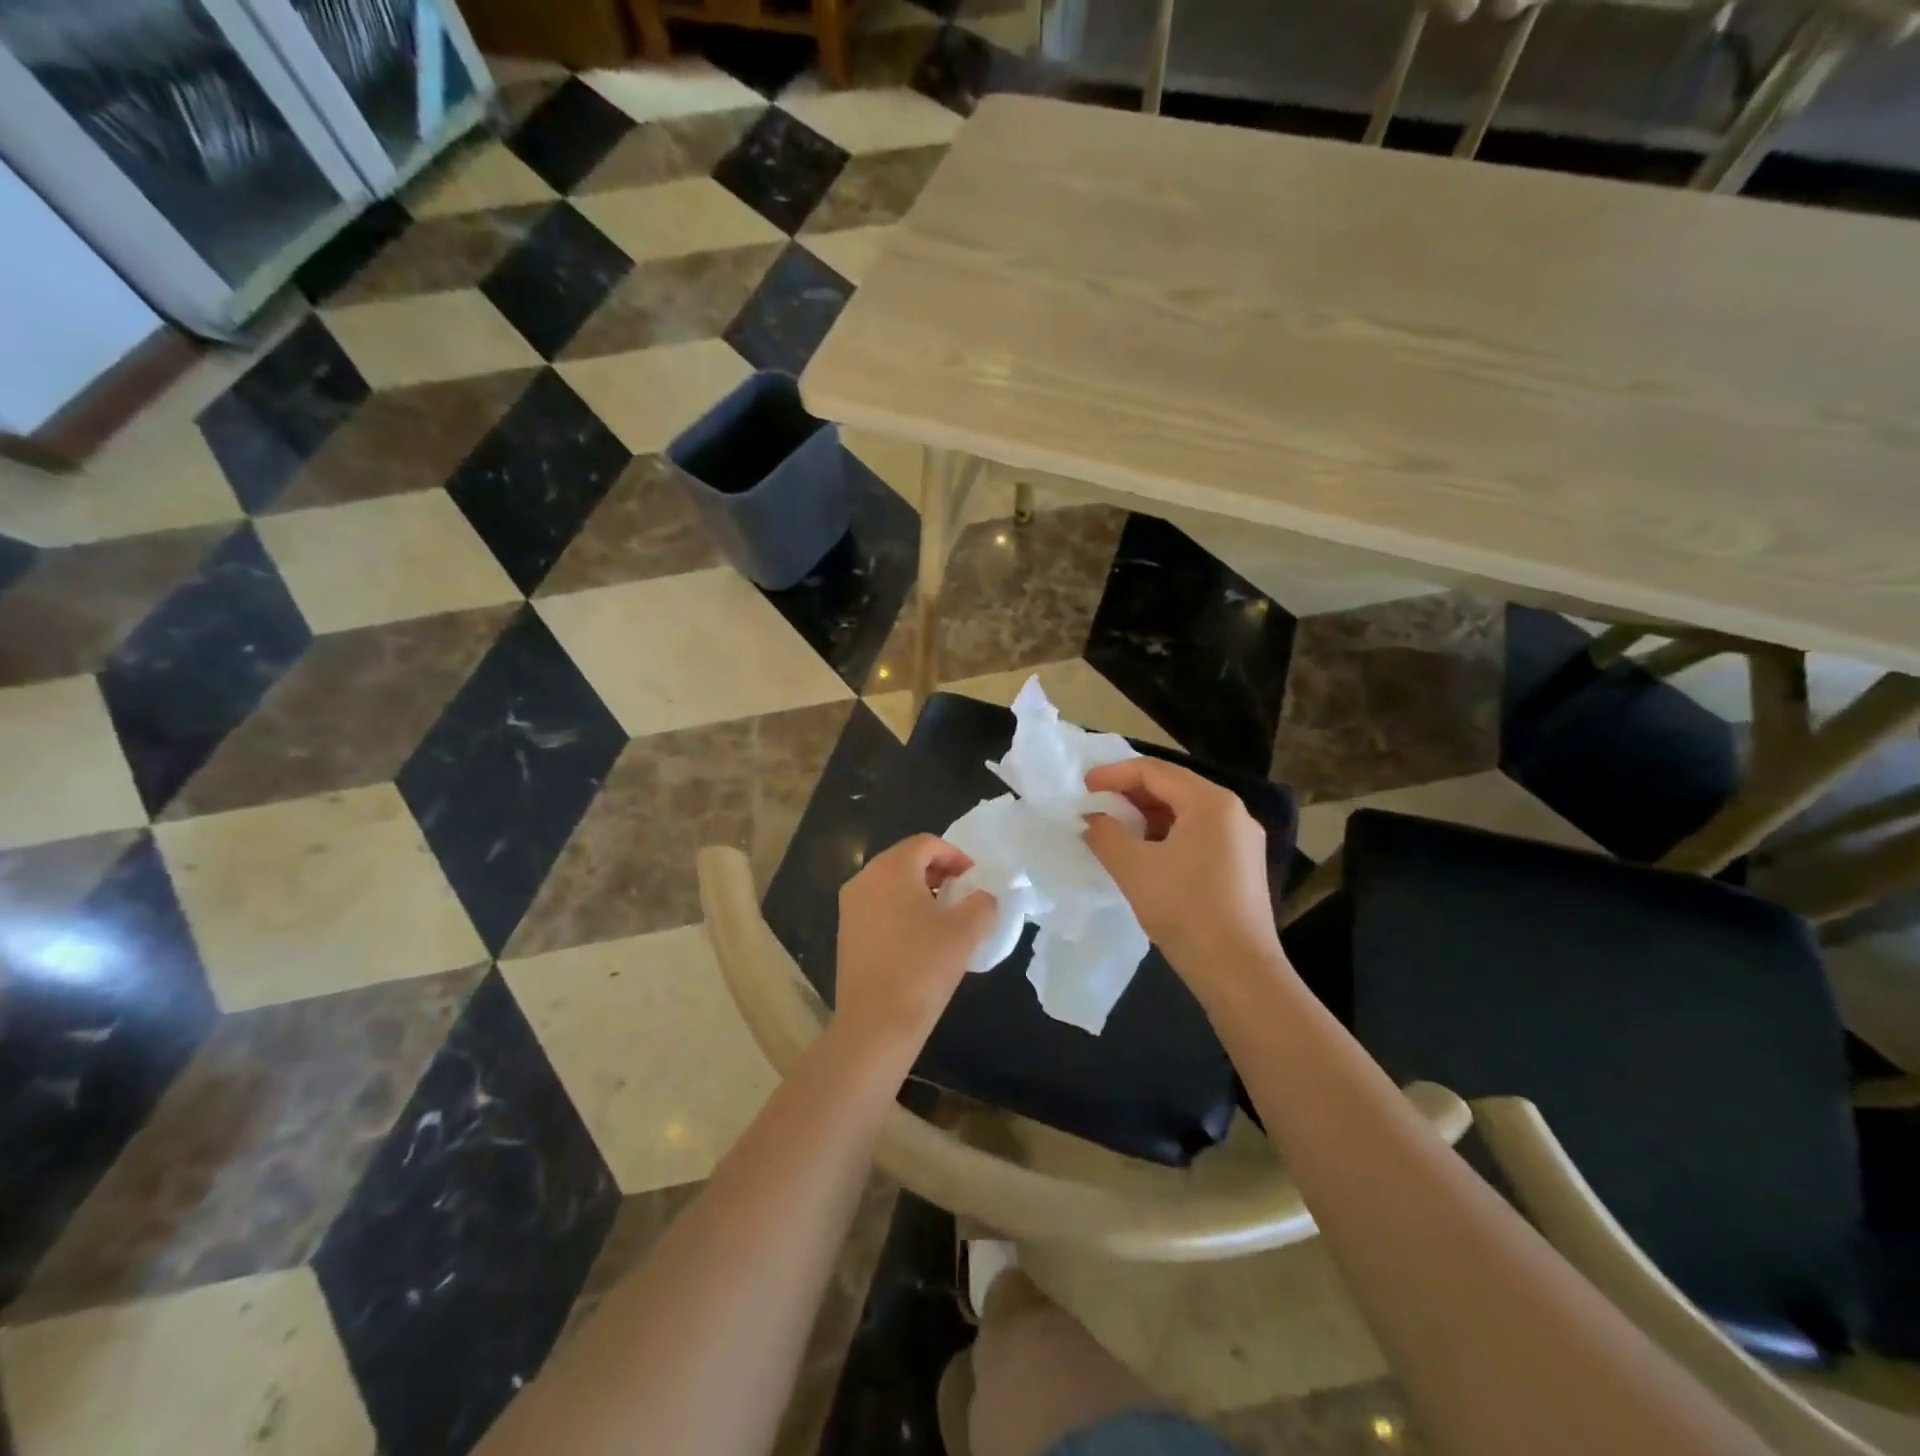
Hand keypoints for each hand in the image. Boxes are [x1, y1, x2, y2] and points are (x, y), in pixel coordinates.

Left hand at [835, 834, 997, 1052]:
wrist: (875, 1024)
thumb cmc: (923, 968)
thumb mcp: (966, 931)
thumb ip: (982, 903)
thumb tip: (983, 897)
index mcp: (891, 869)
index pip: (926, 843)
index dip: (956, 856)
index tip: (974, 880)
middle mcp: (864, 879)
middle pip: (906, 860)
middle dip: (938, 872)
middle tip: (962, 895)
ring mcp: (850, 906)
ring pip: (891, 883)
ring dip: (920, 891)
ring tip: (944, 918)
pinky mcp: (846, 932)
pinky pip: (879, 906)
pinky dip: (901, 910)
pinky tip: (920, 939)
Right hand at [1081, 759, 1284, 1003]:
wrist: (1238, 971)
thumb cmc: (1185, 910)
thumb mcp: (1134, 868)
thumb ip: (1105, 834)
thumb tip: (1092, 819)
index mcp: (1211, 802)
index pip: (1154, 771)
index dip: (1114, 774)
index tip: (1083, 786)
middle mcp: (1232, 812)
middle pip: (1173, 787)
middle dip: (1130, 793)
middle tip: (1095, 805)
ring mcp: (1241, 840)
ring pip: (1185, 812)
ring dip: (1146, 815)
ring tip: (1113, 828)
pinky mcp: (1241, 865)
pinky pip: (1197, 834)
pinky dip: (1166, 835)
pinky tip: (1143, 853)